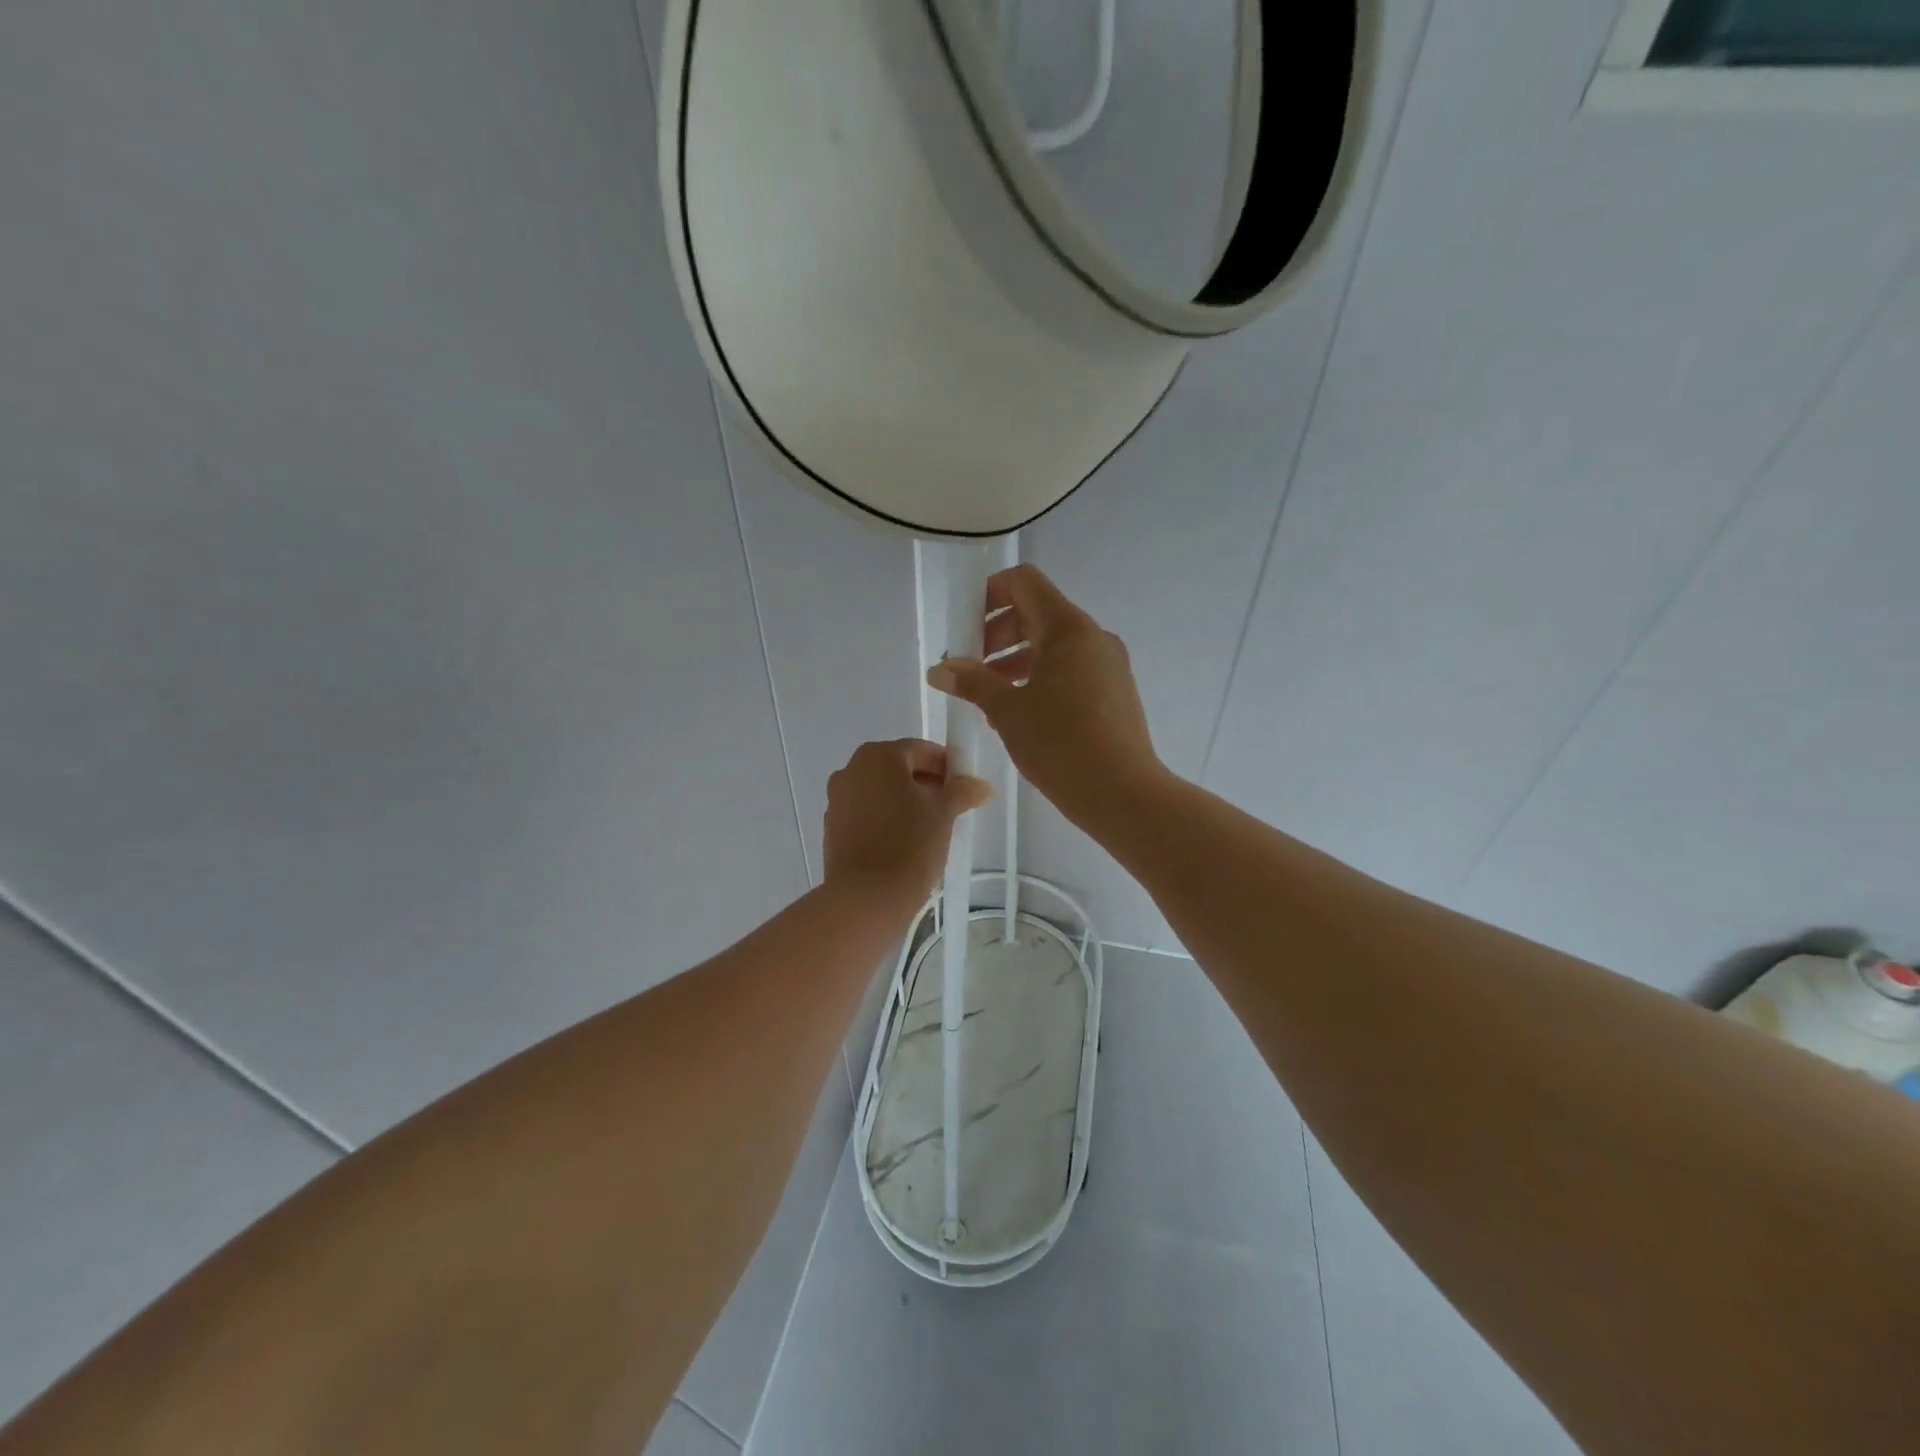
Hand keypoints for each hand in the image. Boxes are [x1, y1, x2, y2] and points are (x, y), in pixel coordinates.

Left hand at [823, 739, 993, 907]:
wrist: (867, 898)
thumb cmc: (910, 844)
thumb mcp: (944, 814)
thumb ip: (962, 792)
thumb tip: (982, 786)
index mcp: (877, 757)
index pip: (920, 750)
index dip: (947, 766)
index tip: (965, 786)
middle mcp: (850, 771)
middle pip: (897, 770)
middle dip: (926, 785)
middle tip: (952, 808)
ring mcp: (837, 801)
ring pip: (881, 793)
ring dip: (906, 804)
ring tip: (931, 830)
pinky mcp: (832, 830)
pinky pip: (866, 816)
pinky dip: (886, 821)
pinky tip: (905, 845)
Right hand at [927, 565, 1167, 834]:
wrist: (1122, 794)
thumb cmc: (1060, 744)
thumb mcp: (1007, 711)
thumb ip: (972, 682)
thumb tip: (940, 668)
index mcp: (1068, 628)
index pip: (1025, 582)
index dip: (989, 594)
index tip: (966, 628)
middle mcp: (1093, 637)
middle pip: (1037, 613)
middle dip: (998, 634)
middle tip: (972, 669)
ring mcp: (1108, 665)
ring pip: (1054, 645)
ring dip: (1016, 661)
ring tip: (989, 698)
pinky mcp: (1114, 692)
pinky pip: (1071, 669)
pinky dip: (1041, 678)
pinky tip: (1020, 715)